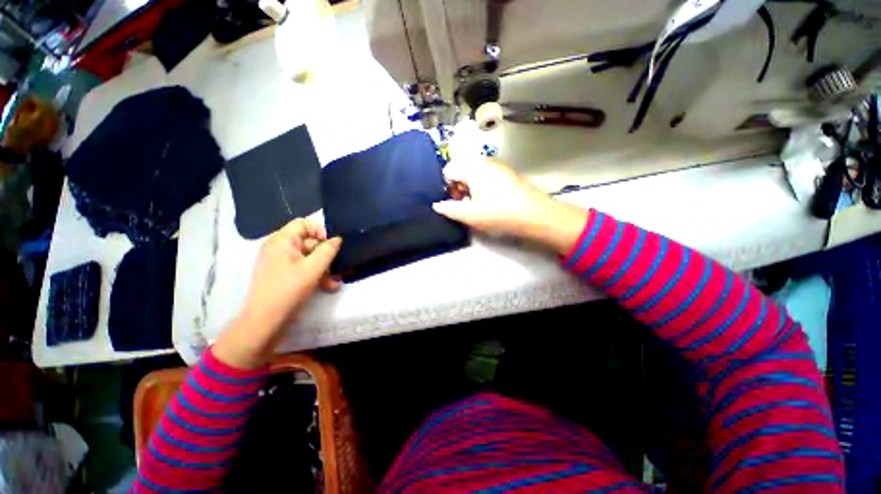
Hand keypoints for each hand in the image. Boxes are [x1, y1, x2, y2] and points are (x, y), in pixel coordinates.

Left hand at [213, 219, 341, 368]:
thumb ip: (328, 250)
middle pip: (308, 241)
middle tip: (338, 265)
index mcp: (282, 241)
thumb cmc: (289, 290)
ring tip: (335, 280)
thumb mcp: (313, 268)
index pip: (303, 224)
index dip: (320, 231)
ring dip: (324, 267)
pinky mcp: (284, 275)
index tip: (331, 245)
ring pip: (309, 257)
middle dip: (325, 254)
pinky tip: (329, 286)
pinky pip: (303, 268)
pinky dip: (316, 275)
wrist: (265, 321)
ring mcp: (281, 262)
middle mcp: (279, 248)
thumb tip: (337, 239)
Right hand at [433, 158, 587, 254]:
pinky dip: (483, 187)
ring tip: (479, 206)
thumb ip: (449, 209)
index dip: (447, 188)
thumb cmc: (499, 213)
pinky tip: (492, 202)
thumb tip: (436, 204)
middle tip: (466, 205)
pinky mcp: (508, 173)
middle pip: (462, 170)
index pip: (448, 171)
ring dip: (471, 189)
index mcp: (473, 167)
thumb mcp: (469, 215)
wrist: (535, 215)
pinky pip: (487, 176)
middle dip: (459, 188)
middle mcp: (484, 160)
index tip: (455, 202)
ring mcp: (498, 165)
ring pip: (474, 174)